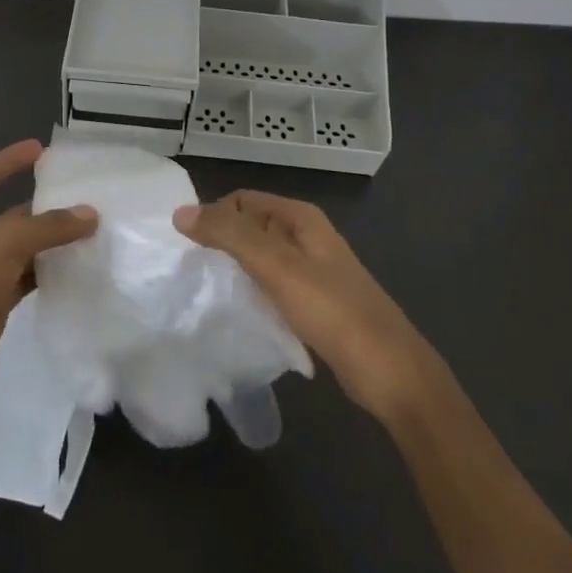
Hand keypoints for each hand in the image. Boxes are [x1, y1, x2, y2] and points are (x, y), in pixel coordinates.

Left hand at [0, 140, 96, 399]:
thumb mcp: (3, 244)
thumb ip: (47, 227)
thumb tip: (89, 214)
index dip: (8, 161)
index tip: (39, 150)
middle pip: (8, 215)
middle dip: (41, 206)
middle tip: (80, 196)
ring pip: (21, 249)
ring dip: (49, 242)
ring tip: (87, 231)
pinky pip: (26, 279)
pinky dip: (48, 272)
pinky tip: (74, 269)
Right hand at [175, 191, 440, 424]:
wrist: (390, 372)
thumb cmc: (333, 311)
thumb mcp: (277, 267)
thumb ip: (230, 236)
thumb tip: (181, 212)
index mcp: (299, 218)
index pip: (241, 200)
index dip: (214, 216)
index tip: (190, 250)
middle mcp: (305, 236)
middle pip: (249, 227)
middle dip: (221, 244)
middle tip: (194, 274)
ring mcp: (311, 270)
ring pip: (259, 259)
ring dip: (234, 271)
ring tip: (210, 295)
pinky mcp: (312, 302)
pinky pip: (270, 286)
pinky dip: (252, 293)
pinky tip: (239, 314)